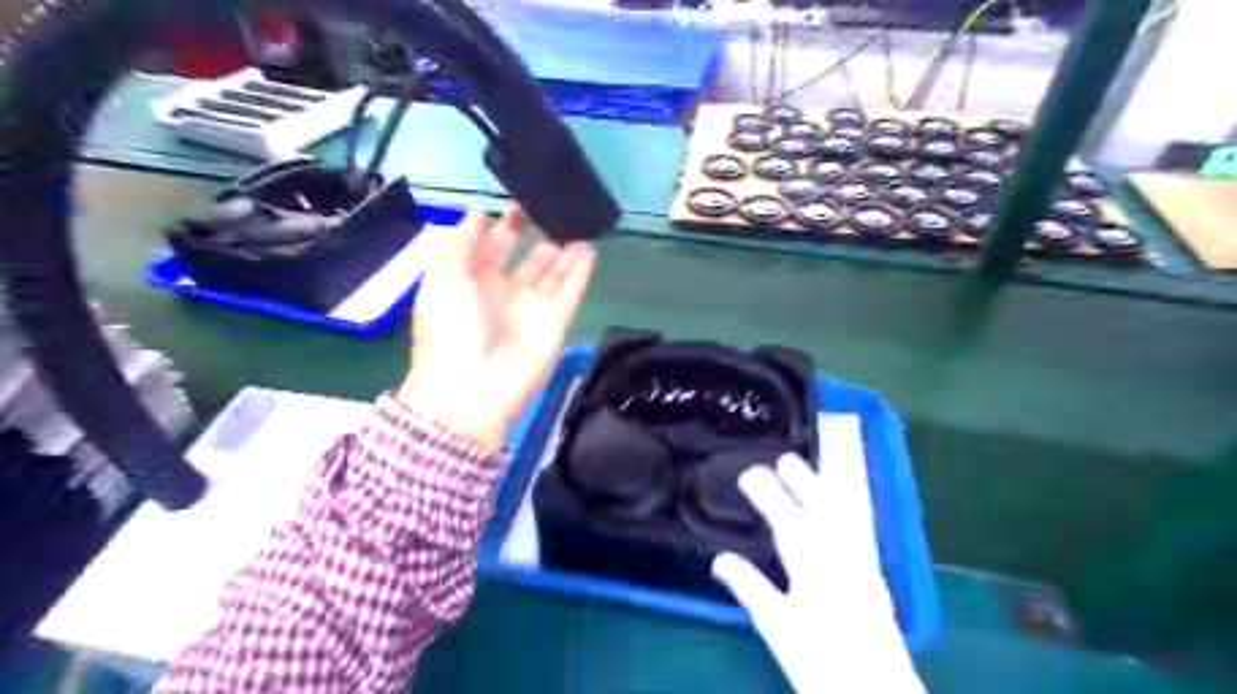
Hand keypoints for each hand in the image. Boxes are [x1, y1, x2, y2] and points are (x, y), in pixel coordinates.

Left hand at [392, 205, 589, 453]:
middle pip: (527, 257)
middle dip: (539, 232)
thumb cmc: (450, 328)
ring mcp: (532, 307)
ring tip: (577, 220)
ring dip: (564, 248)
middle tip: (554, 205)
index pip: (492, 246)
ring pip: (553, 271)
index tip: (519, 200)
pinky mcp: (555, 321)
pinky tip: (589, 247)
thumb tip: (478, 212)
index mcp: (472, 281)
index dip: (504, 224)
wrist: (471, 388)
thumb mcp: (444, 276)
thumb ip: (462, 242)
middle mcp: (505, 292)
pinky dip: (580, 270)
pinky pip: (571, 290)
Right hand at [709, 455, 923, 693]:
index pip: (787, 519)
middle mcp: (842, 557)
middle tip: (784, 459)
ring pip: (843, 516)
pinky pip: (856, 529)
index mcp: (814, 567)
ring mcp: (862, 566)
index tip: (749, 473)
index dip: (768, 494)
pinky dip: (843, 510)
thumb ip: (749, 587)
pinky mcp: (873, 578)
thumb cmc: (821, 663)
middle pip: (822, 509)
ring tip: (808, 475)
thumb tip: (719, 559)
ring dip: (824, 491)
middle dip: (803, 481)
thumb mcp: (776, 626)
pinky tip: (837, 511)